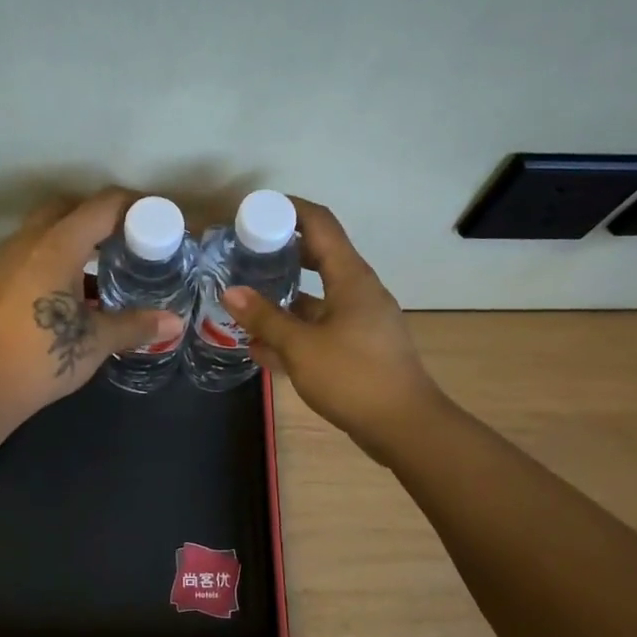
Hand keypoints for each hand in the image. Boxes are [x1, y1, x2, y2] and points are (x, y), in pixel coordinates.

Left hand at [0, 188, 181, 431]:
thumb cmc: (38, 358)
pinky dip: (54, 256)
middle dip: (102, 216)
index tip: (161, 219)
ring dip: (74, 236)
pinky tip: (69, 289)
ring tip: (103, 263)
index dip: (137, 206)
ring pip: (44, 229)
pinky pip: (30, 252)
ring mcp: (4, 260)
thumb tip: (174, 322)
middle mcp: (28, 242)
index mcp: (57, 245)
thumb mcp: (94, 342)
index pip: (103, 206)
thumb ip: (134, 325)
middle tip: (130, 238)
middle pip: (69, 208)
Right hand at [221, 197, 441, 451]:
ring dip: (283, 299)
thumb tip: (231, 292)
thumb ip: (265, 319)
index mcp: (351, 278)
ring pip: (316, 298)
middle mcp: (358, 291)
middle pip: (318, 257)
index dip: (289, 210)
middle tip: (244, 255)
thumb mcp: (301, 347)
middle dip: (281, 254)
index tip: (255, 211)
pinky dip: (294, 331)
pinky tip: (262, 347)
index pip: (320, 224)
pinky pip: (321, 328)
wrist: (405, 427)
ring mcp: (361, 320)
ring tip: (244, 302)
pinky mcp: (359, 347)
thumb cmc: (354, 377)